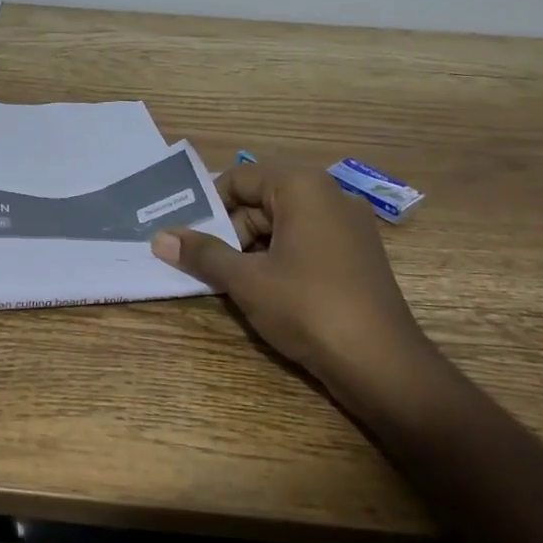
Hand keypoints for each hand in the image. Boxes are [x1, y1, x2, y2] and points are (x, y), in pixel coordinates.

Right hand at [150, 158, 440, 413]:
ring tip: (227, 282)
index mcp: (303, 187)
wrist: (382, 364)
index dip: (207, 204)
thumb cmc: (308, 308)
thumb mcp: (246, 280)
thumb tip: (160, 238)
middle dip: (229, 230)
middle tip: (202, 264)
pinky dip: (277, 260)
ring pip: (282, 224)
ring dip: (251, 249)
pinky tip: (262, 291)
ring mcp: (348, 227)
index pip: (240, 178)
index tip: (184, 233)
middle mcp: (329, 196)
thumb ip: (203, 254)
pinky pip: (304, 243)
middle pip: (261, 200)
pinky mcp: (356, 256)